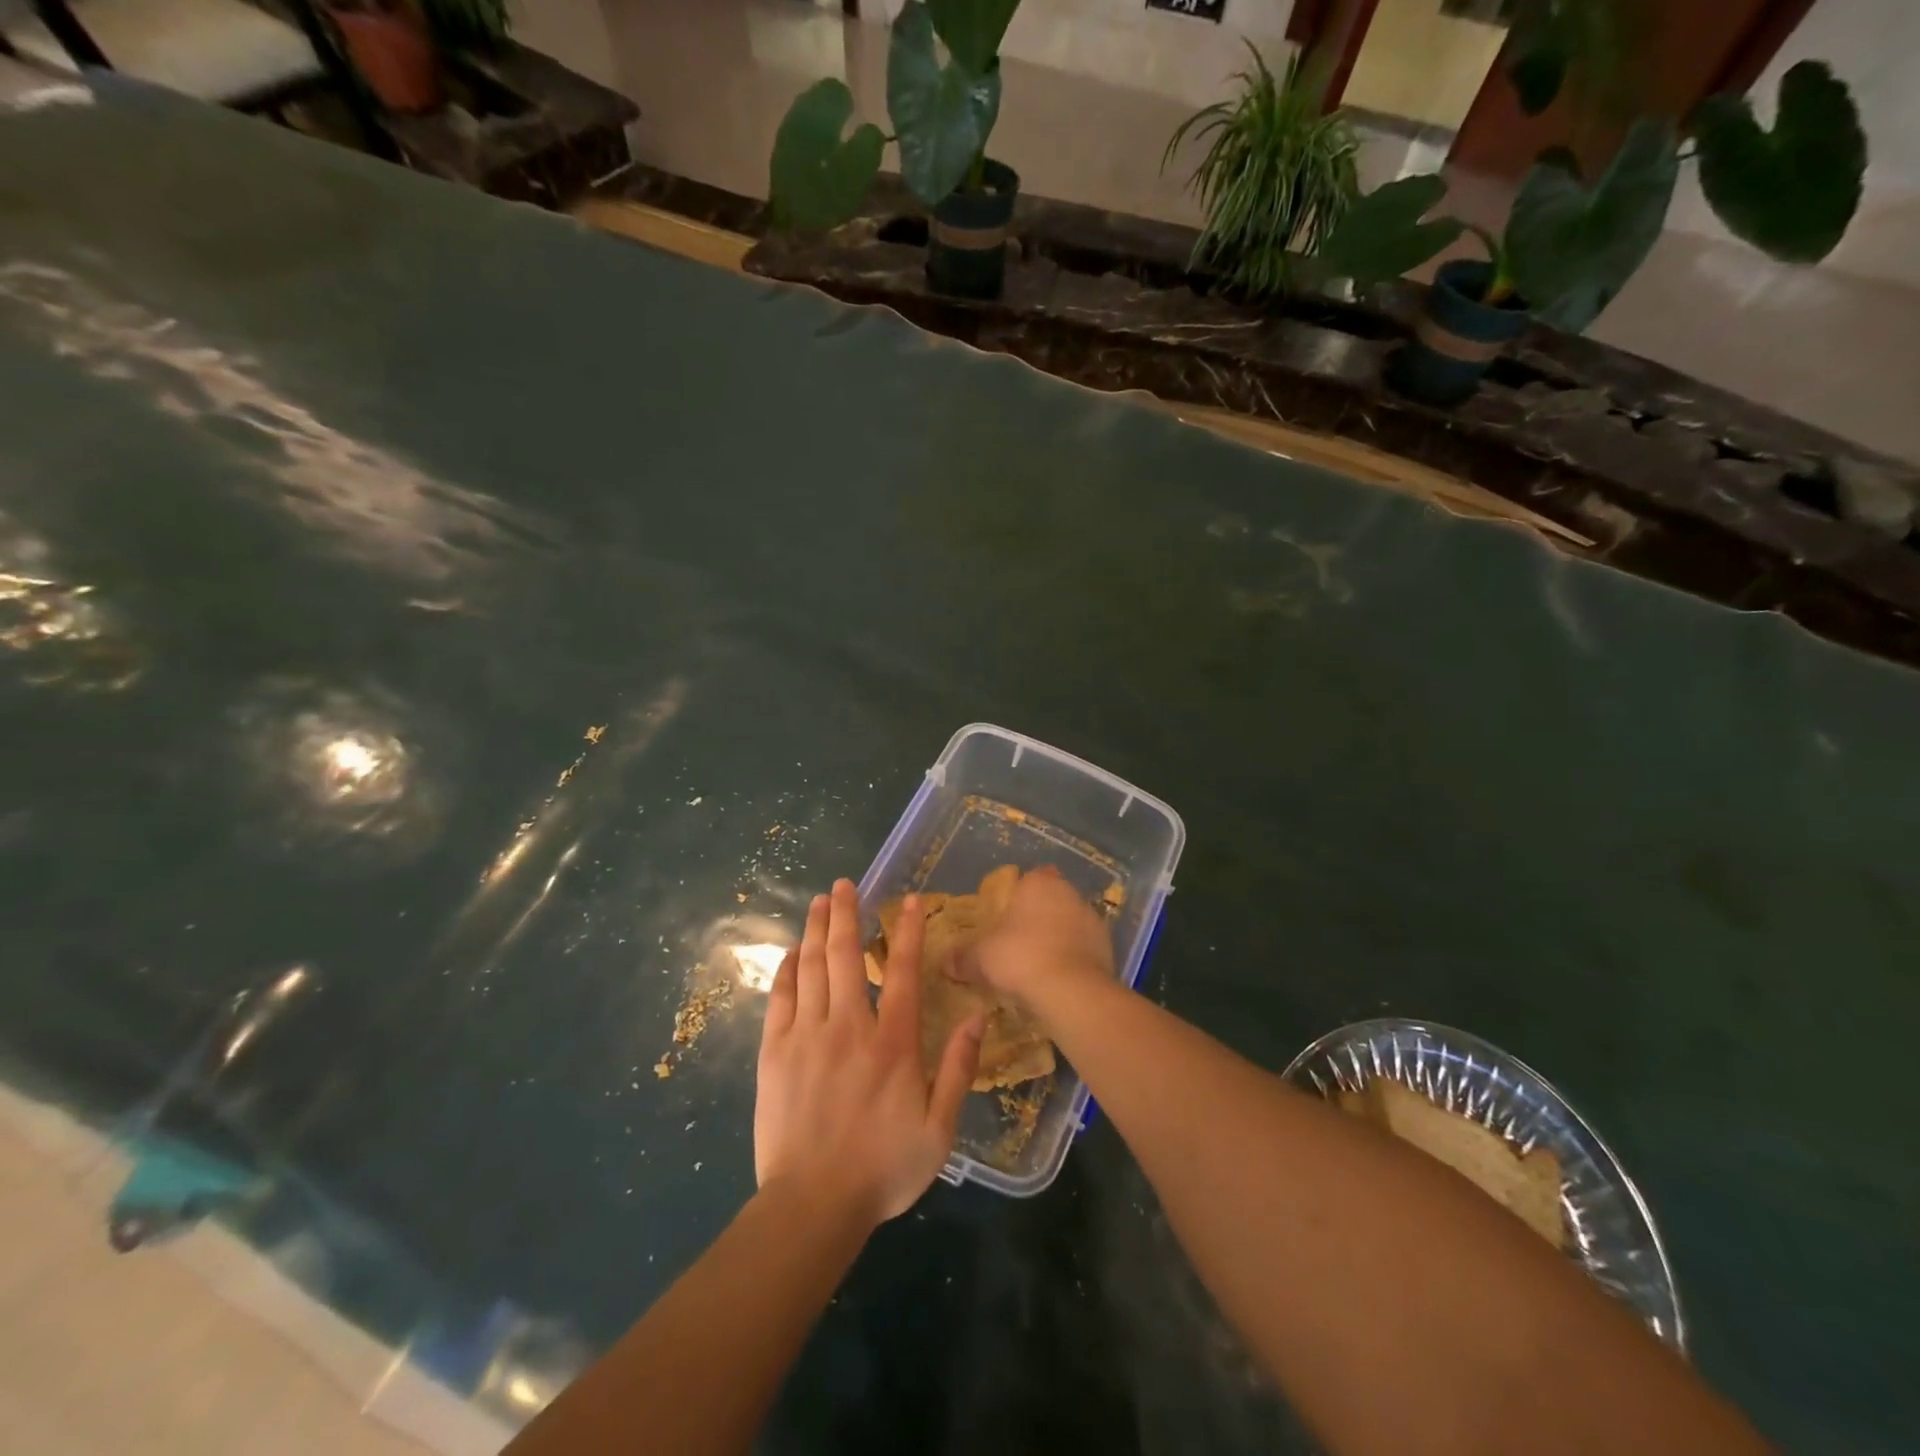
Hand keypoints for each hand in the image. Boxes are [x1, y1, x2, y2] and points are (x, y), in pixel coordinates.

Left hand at [755, 879, 982, 1226]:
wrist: (811, 1206)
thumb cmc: (882, 1168)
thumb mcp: (939, 1129)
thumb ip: (958, 1069)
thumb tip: (979, 1016)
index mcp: (892, 1043)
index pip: (900, 971)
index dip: (905, 931)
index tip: (907, 900)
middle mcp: (848, 1027)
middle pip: (844, 955)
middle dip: (846, 913)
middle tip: (846, 883)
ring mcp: (806, 1036)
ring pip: (811, 967)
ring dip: (815, 929)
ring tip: (819, 900)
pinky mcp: (774, 1052)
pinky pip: (780, 997)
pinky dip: (787, 968)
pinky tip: (792, 951)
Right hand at [967, 865, 1113, 1001]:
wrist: (1072, 990)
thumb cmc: (1020, 957)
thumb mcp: (981, 959)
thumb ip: (963, 958)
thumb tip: (945, 962)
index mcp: (1038, 883)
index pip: (1030, 878)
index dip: (1020, 895)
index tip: (1008, 917)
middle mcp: (1068, 892)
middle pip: (1052, 899)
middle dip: (1039, 916)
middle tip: (1020, 942)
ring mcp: (1092, 918)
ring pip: (1071, 922)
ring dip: (1059, 936)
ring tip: (1040, 964)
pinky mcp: (1108, 945)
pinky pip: (1085, 947)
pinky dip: (1075, 957)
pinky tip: (1061, 978)